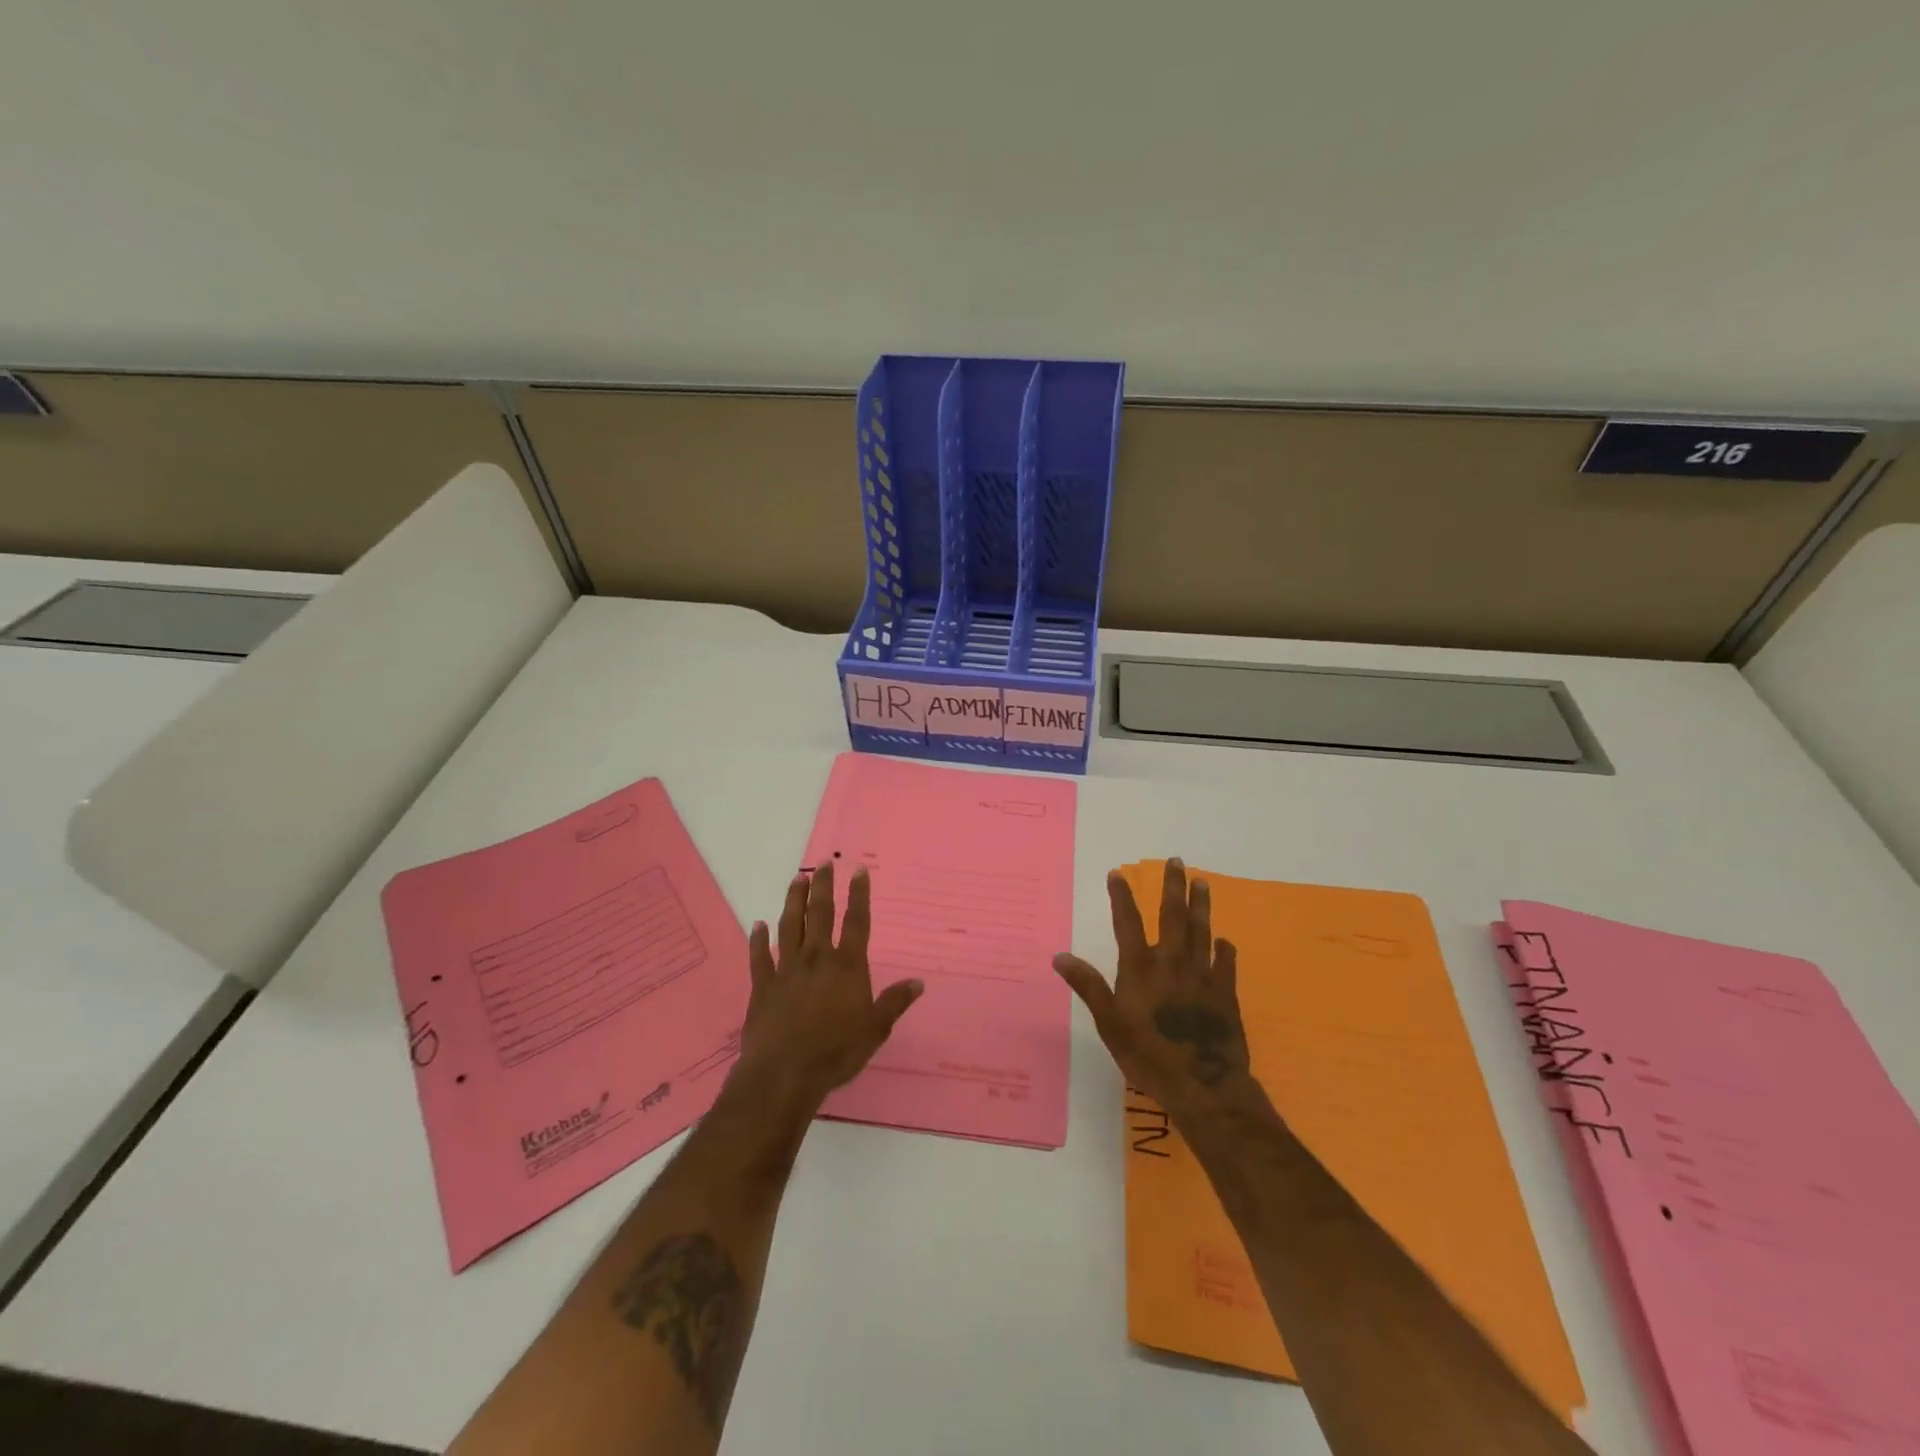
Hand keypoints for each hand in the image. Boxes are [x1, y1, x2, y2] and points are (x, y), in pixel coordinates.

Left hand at [736, 861, 923, 1109]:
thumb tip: (918, 982)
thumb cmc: (836, 1051)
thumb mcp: (875, 1029)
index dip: (859, 895)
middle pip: (820, 914)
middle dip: (823, 887)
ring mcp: (787, 970)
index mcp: (847, 966)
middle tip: (823, 864)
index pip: (856, 922)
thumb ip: (895, 1002)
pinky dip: (758, 940)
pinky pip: (759, 957)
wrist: (784, 1073)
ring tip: (797, 880)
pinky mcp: (763, 986)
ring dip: (794, 901)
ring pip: (790, 926)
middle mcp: (817, 959)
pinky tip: (757, 925)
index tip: (858, 870)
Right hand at [1054, 858, 1252, 1117]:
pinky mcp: (1226, 994)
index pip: (1128, 923)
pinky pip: (1227, 964)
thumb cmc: (1149, 1056)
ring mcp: (1203, 976)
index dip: (1122, 896)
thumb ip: (1088, 986)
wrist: (1203, 1086)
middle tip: (1176, 861)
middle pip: (1173, 916)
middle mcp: (1172, 963)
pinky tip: (1224, 941)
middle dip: (1173, 887)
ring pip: (1201, 931)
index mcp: (1141, 968)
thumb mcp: (1109, 1024)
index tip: (1117, 873)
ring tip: (1202, 882)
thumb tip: (1059, 956)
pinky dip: (1225, 950)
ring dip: (1201, 905)